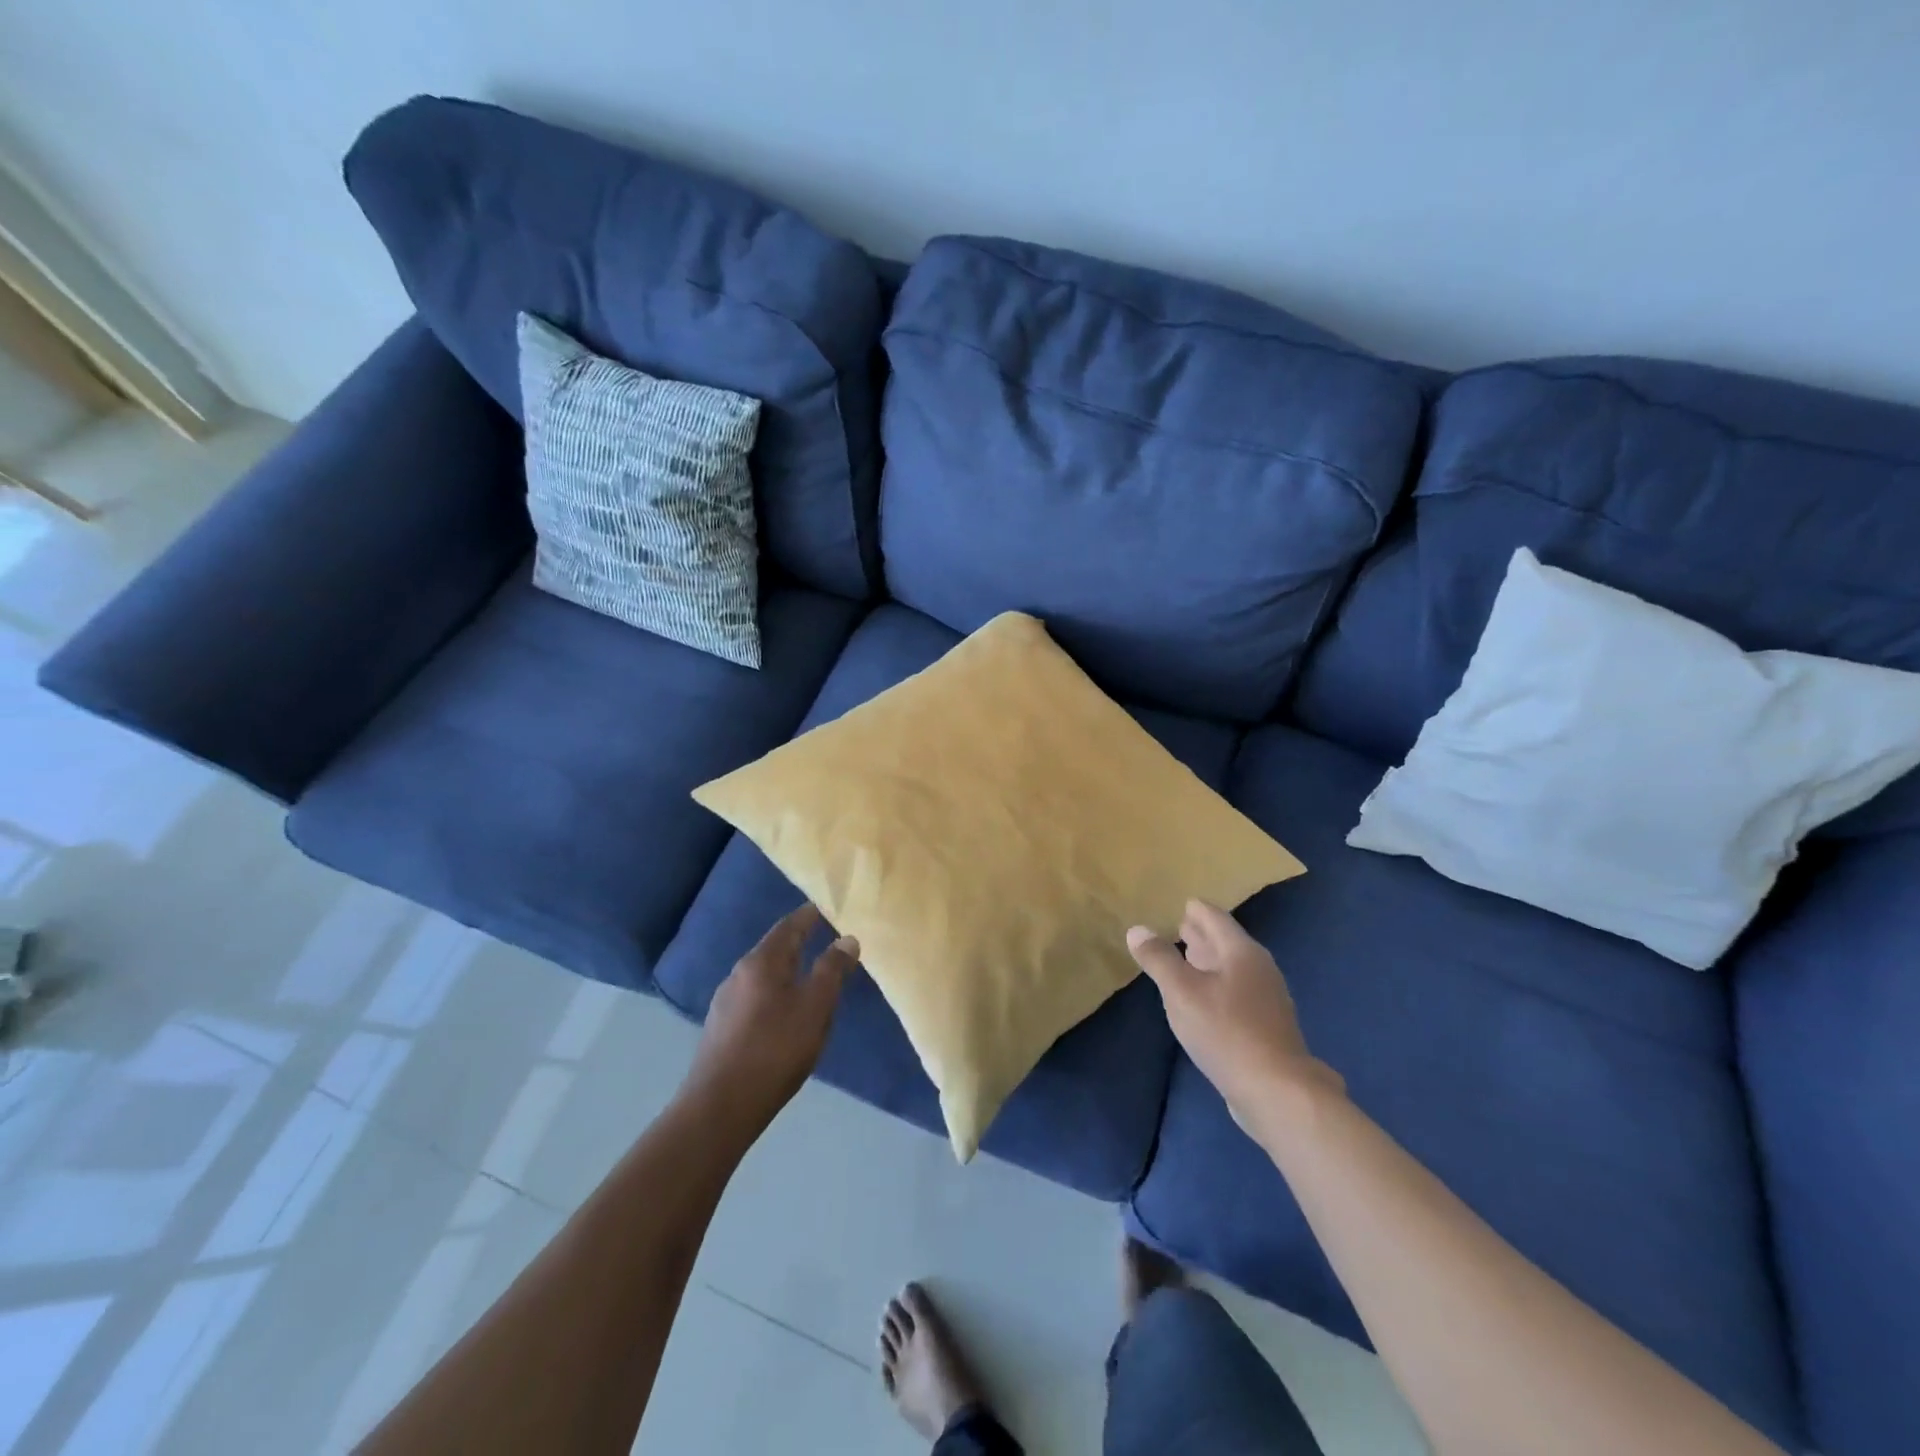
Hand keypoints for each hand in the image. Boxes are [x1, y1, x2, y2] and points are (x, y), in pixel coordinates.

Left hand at [683, 905, 858, 1132]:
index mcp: (762, 961)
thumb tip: (847, 938)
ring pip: (763, 975)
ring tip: (810, 975)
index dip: (809, 916)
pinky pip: (755, 997)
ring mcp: (726, 1002)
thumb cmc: (775, 1049)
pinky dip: (775, 992)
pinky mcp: (721, 1028)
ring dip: (786, 970)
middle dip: (798, 942)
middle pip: (774, 948)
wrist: (720, 1106)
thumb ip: (832, 970)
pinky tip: (784, 1011)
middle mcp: (739, 973)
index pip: (789, 926)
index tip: (827, 908)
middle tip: (824, 939)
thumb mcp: (815, 1006)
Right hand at [1127, 900, 1341, 1135]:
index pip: (1215, 918)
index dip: (1196, 909)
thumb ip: (1158, 959)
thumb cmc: (1226, 1032)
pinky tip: (1202, 999)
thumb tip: (1137, 929)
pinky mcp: (1267, 1026)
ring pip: (1231, 968)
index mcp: (1241, 951)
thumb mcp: (1181, 992)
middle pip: (1225, 941)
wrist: (1277, 1092)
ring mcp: (1267, 998)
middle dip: (1201, 934)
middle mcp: (1259, 968)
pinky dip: (1216, 985)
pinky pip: (1236, 992)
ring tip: (1185, 958)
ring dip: (1208, 961)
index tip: (1180, 903)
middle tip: (1177, 926)